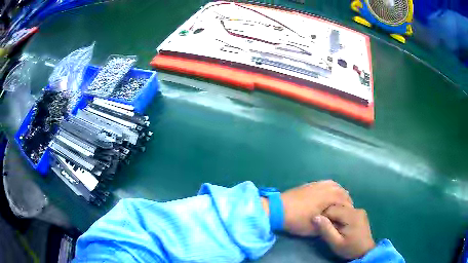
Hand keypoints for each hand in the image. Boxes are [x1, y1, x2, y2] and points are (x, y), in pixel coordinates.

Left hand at [279, 180, 352, 235]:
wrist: (277, 209)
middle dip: (346, 202)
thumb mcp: (314, 228)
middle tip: (345, 212)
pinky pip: (327, 184)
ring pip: (335, 186)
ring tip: (339, 204)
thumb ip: (328, 226)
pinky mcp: (311, 184)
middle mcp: (327, 187)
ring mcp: (318, 184)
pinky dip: (332, 189)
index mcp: (330, 196)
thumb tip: (336, 223)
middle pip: (342, 192)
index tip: (348, 219)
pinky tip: (329, 196)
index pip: (346, 202)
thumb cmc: (297, 220)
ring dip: (340, 194)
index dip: (348, 211)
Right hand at [313, 205, 375, 259]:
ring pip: (341, 208)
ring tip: (333, 227)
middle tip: (327, 228)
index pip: (331, 209)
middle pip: (337, 207)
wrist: (365, 251)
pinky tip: (340, 225)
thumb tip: (315, 217)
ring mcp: (359, 210)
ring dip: (335, 216)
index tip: (321, 227)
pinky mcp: (360, 213)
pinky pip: (346, 211)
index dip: (323, 217)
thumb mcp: (335, 243)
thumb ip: (326, 230)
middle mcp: (356, 209)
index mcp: (351, 215)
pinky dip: (340, 216)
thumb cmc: (349, 248)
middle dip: (329, 216)